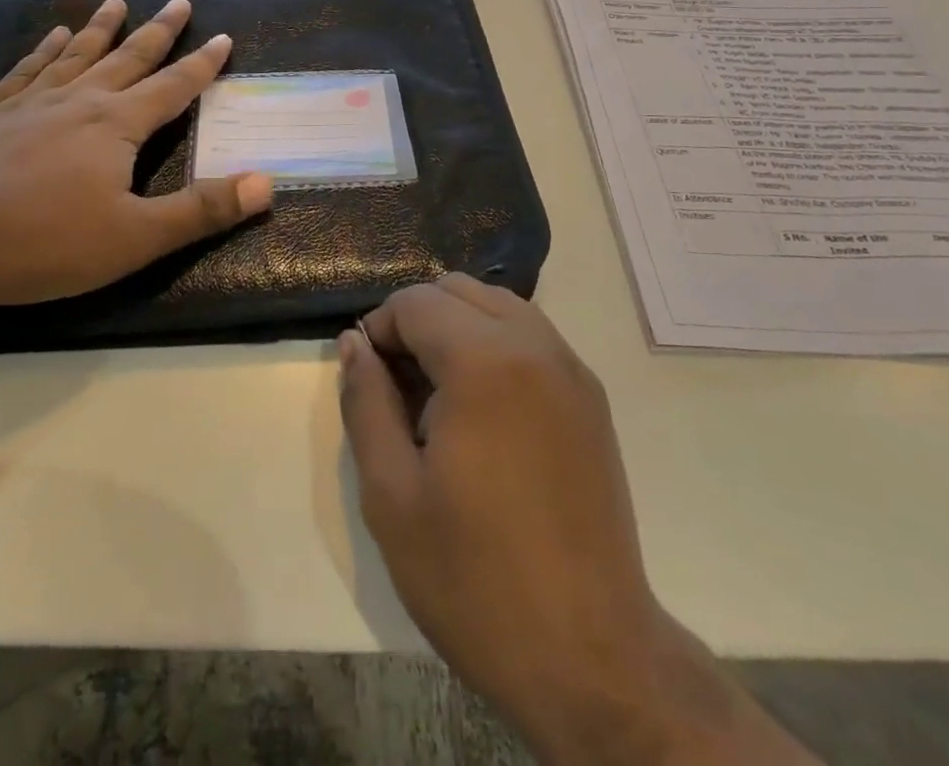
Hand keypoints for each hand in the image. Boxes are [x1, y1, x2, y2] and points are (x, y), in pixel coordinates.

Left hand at [0, 0, 271, 310]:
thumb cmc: (45, 242)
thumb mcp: (135, 237)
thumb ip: (201, 210)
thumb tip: (266, 183)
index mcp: (117, 124)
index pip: (173, 86)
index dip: (202, 64)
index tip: (223, 38)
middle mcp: (79, 100)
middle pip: (128, 58)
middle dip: (158, 32)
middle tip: (178, 2)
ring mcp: (32, 104)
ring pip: (76, 55)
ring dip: (100, 28)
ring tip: (115, 4)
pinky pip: (27, 70)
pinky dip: (43, 51)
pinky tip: (50, 38)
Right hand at [338, 275, 815, 765]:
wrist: (593, 658)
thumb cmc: (476, 579)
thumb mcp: (391, 495)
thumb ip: (365, 402)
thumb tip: (354, 343)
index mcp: (484, 363)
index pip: (416, 302)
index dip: (378, 329)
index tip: (367, 379)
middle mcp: (535, 346)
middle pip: (458, 290)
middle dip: (417, 320)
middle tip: (396, 385)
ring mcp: (571, 369)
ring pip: (498, 305)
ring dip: (456, 327)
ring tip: (436, 396)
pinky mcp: (590, 398)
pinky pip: (531, 336)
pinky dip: (494, 344)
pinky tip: (481, 410)